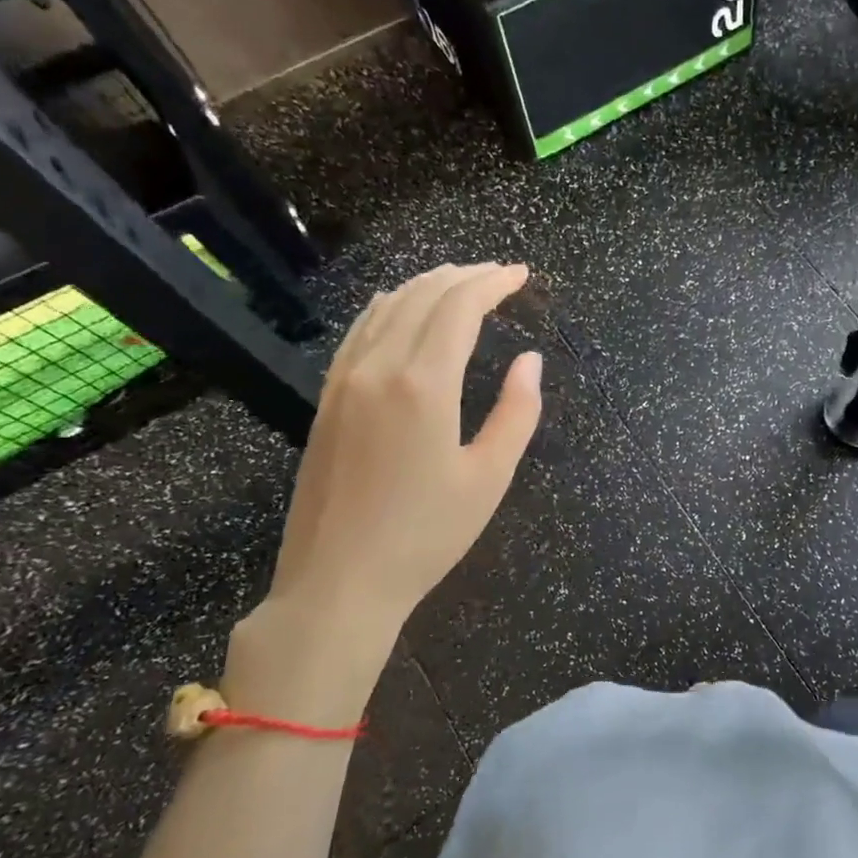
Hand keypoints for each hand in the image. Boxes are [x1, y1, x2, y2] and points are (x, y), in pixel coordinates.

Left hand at [225, 263, 542, 722]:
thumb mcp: (489, 478)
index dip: (492, 283)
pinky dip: (387, 307)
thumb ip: (517, 412)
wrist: (338, 583)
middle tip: (498, 274)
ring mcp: (345, 381)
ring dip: (426, 285)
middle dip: (464, 276)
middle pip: (423, 297)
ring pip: (386, 308)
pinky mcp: (327, 400)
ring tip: (458, 280)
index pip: (459, 308)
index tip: (521, 274)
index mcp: (423, 385)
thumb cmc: (425, 535)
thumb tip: (529, 361)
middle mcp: (379, 368)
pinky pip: (359, 332)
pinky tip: (399, 307)